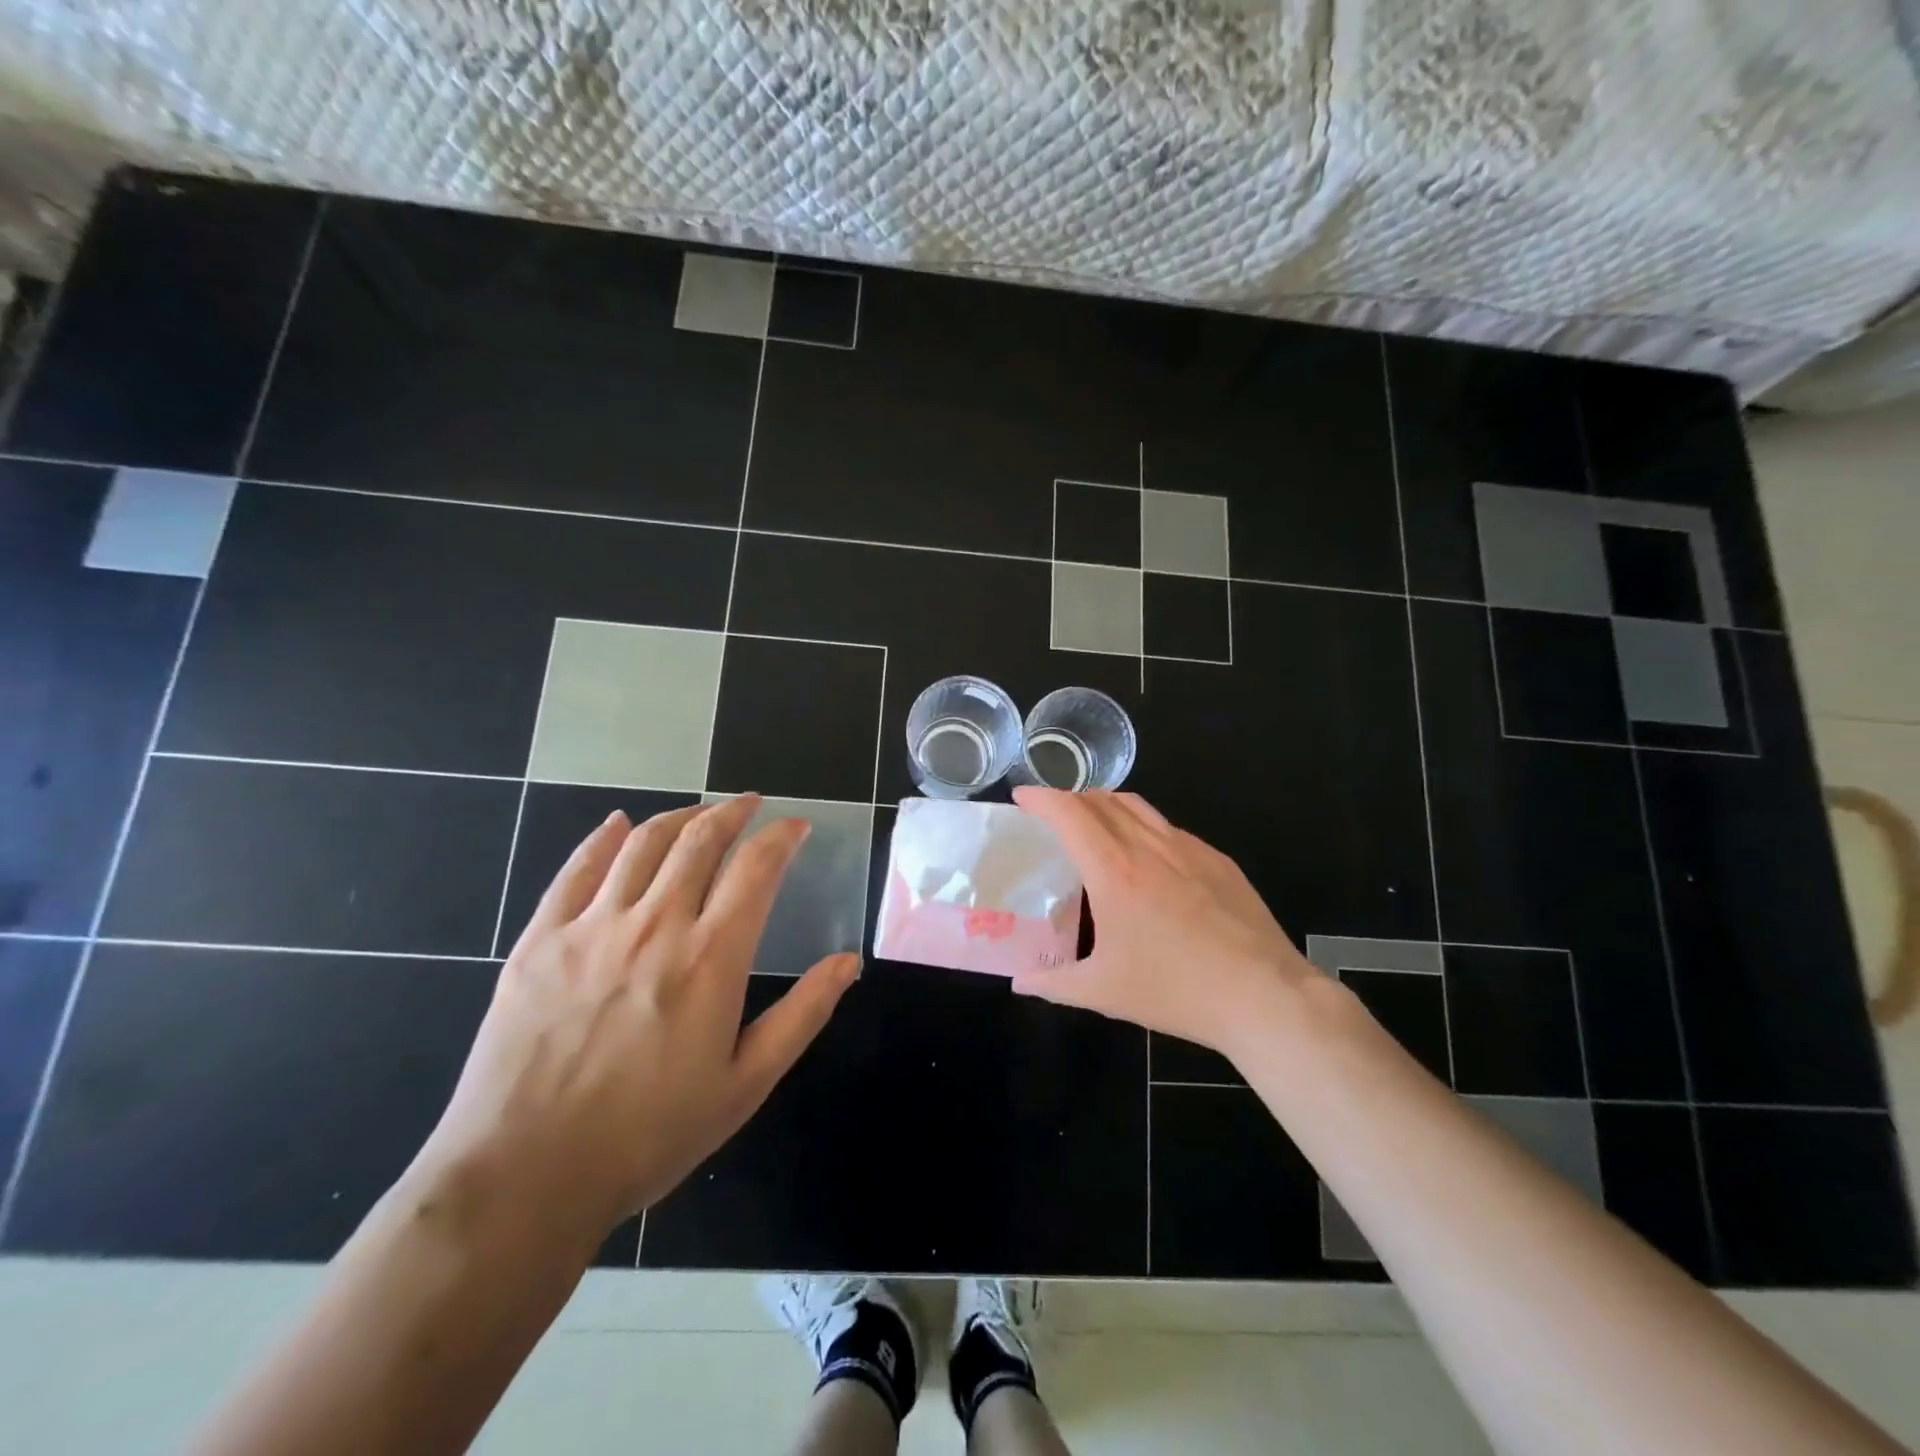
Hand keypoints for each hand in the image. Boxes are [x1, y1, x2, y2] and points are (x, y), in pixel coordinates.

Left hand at [417, 796, 859, 1237]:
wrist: (524, 1178)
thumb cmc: (648, 1135)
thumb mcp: (745, 1084)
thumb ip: (803, 1014)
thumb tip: (848, 961)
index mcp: (711, 957)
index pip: (756, 868)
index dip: (781, 837)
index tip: (795, 827)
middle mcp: (655, 924)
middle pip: (699, 840)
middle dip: (732, 812)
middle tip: (749, 805)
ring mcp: (592, 927)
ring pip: (642, 843)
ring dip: (678, 817)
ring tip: (698, 813)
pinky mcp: (540, 940)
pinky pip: (576, 870)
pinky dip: (602, 838)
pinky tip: (617, 825)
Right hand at [1010, 786, 1323, 1057]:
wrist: (1264, 996)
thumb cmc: (1176, 991)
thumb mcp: (1104, 992)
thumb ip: (1053, 983)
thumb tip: (1020, 982)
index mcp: (1114, 871)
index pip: (1069, 813)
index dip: (1041, 798)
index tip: (1021, 796)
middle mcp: (1149, 846)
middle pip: (1102, 800)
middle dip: (1070, 798)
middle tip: (1052, 816)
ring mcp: (1189, 849)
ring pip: (1139, 807)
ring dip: (1107, 806)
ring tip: (1094, 827)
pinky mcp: (1218, 860)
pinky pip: (1170, 829)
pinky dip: (1143, 827)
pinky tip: (1147, 860)